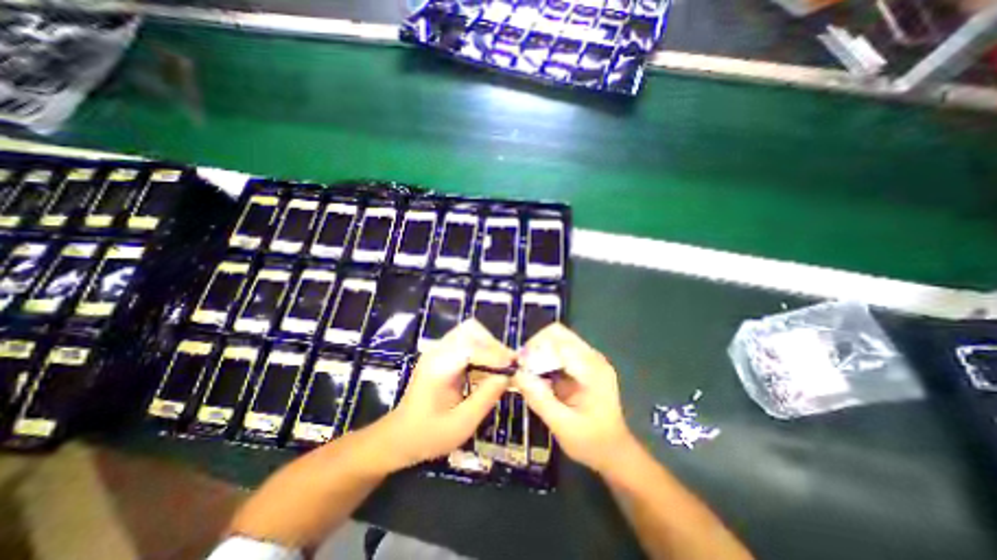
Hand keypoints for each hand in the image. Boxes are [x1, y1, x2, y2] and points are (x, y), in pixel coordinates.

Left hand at [372, 319, 512, 467]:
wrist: (400, 436)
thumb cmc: (429, 435)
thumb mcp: (462, 424)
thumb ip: (486, 397)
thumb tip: (509, 375)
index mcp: (439, 367)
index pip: (472, 347)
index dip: (496, 355)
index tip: (515, 367)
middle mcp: (437, 351)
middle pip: (472, 331)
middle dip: (493, 346)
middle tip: (508, 367)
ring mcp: (438, 350)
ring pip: (471, 333)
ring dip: (488, 347)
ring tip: (500, 368)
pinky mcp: (441, 353)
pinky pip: (467, 342)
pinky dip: (481, 351)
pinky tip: (487, 370)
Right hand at [510, 322, 633, 475]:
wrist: (614, 451)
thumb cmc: (591, 442)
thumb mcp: (563, 426)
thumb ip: (540, 399)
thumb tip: (517, 374)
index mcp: (592, 370)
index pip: (559, 342)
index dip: (535, 350)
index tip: (520, 368)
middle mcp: (592, 357)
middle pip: (557, 334)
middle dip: (536, 347)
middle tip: (523, 368)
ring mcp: (589, 359)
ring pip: (557, 339)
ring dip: (539, 351)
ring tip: (528, 373)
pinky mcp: (583, 363)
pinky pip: (559, 350)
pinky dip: (545, 358)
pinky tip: (539, 377)